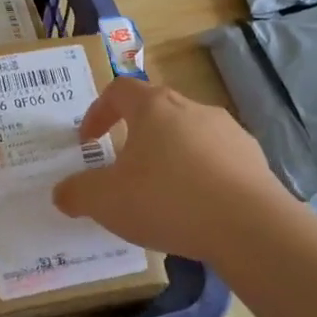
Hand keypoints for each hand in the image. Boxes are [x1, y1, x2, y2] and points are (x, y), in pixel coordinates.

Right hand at [52, 78, 290, 264]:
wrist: (249, 226)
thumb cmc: (167, 201)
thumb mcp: (106, 201)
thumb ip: (77, 193)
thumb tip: (62, 193)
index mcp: (153, 107)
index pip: (119, 91)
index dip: (98, 112)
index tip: (89, 141)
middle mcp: (191, 108)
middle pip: (156, 110)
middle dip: (135, 136)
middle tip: (124, 169)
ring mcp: (228, 130)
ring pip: (189, 134)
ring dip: (171, 156)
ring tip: (163, 194)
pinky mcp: (253, 157)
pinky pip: (218, 159)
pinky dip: (202, 175)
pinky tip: (199, 208)